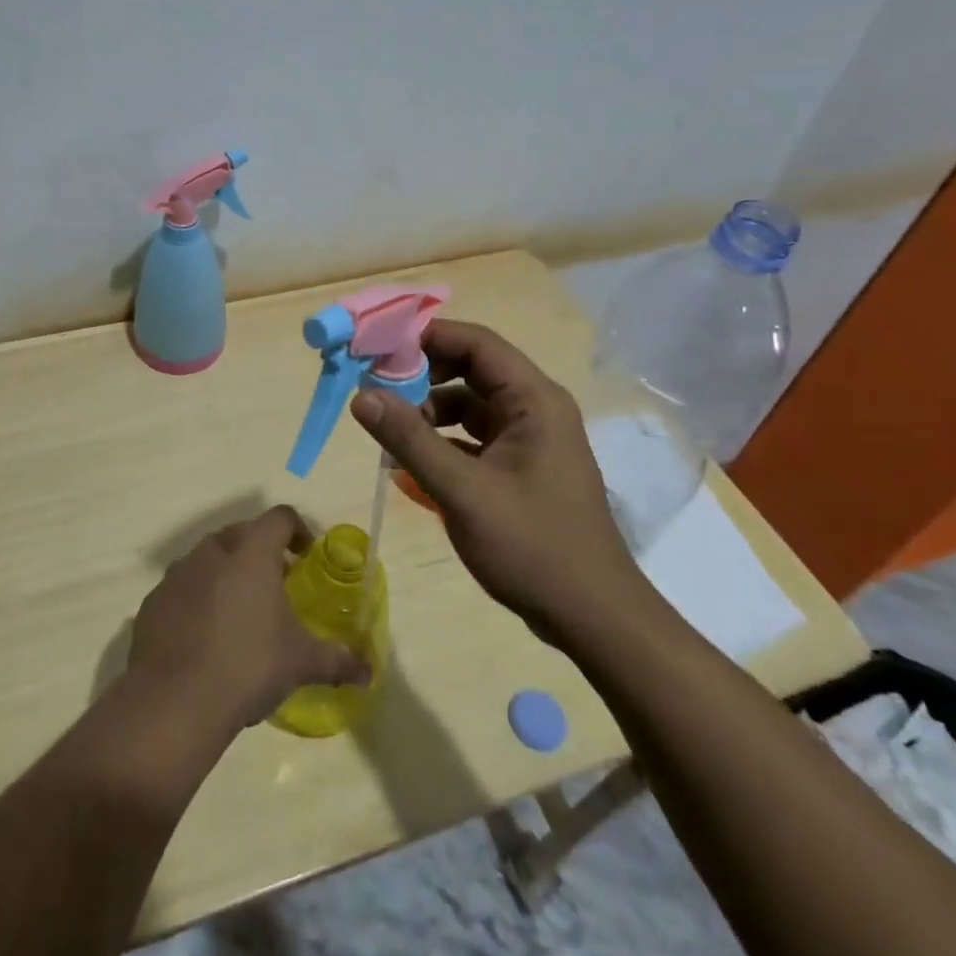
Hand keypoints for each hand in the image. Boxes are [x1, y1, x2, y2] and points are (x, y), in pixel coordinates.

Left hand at [126, 505, 371, 734]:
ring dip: (226, 574)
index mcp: (251, 551)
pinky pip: (182, 589)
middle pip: (241, 534)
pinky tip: (205, 637)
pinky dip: (197, 600)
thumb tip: (368, 671)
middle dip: (260, 552)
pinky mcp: (153, 601)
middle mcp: (213, 551)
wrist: (173, 701)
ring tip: (240, 613)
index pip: (280, 518)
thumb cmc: (248, 666)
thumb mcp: (300, 663)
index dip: (297, 530)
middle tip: (276, 585)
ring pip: (208, 559)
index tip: (306, 556)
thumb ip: (336, 660)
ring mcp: (177, 574)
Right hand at [349, 320, 648, 650]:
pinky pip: (475, 437)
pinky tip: (412, 464)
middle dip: (422, 376)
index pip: (476, 343)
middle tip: (376, 388)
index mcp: (533, 400)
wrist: (594, 618)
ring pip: (470, 405)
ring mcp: (530, 440)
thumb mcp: (462, 491)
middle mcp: (535, 409)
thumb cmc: (532, 546)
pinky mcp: (522, 467)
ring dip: (429, 412)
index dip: (426, 337)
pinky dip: (443, 441)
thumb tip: (362, 396)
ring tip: (390, 434)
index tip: (379, 347)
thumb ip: (409, 439)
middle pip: (471, 370)